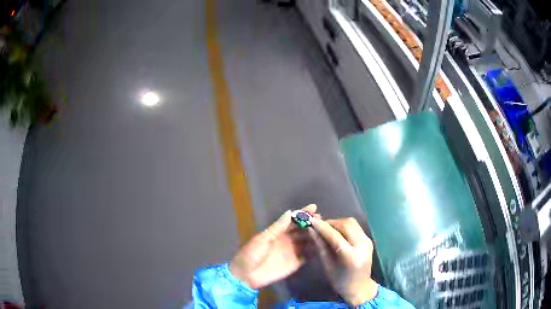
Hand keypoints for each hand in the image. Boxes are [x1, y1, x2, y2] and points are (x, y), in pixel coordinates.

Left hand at [229, 204, 318, 288]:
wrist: (246, 275)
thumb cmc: (251, 253)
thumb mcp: (263, 238)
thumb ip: (277, 227)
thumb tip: (290, 212)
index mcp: (278, 232)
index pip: (293, 220)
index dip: (303, 213)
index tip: (314, 207)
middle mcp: (287, 240)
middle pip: (302, 230)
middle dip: (312, 224)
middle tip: (324, 220)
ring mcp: (292, 251)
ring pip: (307, 241)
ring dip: (316, 236)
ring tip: (327, 231)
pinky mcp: (295, 263)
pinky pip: (308, 255)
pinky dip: (315, 251)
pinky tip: (324, 246)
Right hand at [310, 217, 377, 305]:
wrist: (360, 287)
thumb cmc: (340, 281)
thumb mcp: (328, 265)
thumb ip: (321, 246)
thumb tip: (311, 230)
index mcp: (351, 256)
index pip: (335, 236)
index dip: (322, 227)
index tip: (311, 221)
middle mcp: (362, 245)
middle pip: (346, 224)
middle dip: (331, 223)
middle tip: (319, 226)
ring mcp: (367, 241)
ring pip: (352, 222)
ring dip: (338, 222)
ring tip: (327, 229)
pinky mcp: (369, 239)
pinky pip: (355, 227)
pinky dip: (344, 226)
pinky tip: (337, 232)